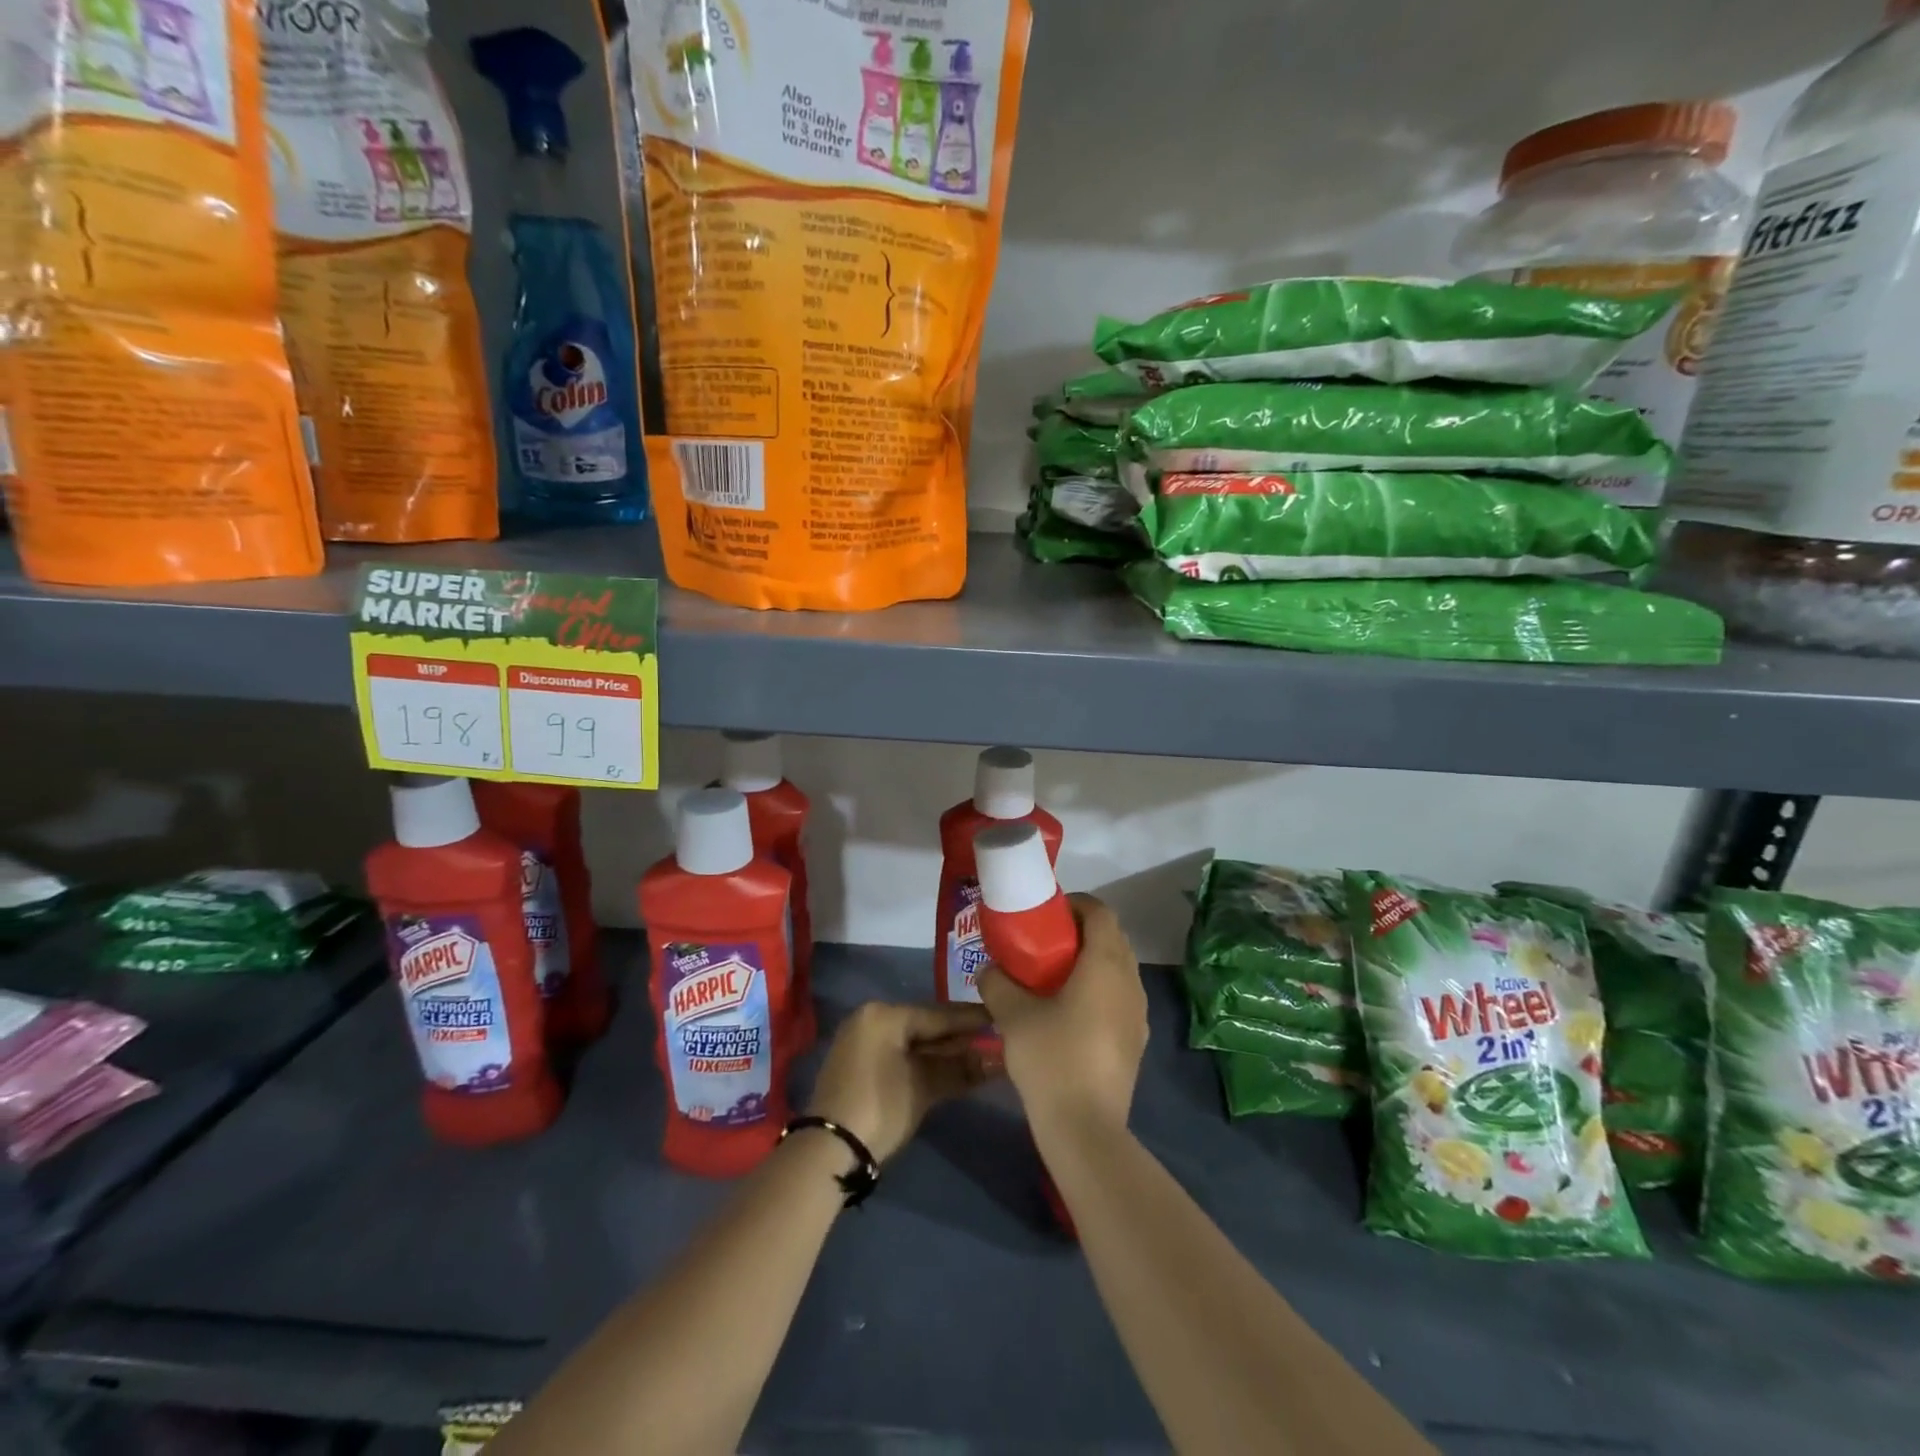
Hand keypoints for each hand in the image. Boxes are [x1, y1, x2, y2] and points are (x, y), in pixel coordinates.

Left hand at [806, 1002, 996, 1162]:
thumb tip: (998, 1060)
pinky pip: (899, 1053)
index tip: (1001, 1017)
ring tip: (980, 1055)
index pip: (938, 1014)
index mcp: (884, 1014)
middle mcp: (871, 1018)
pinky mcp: (858, 1063)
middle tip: (994, 1039)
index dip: (972, 1019)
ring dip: (943, 1052)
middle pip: (925, 1025)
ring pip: (912, 1041)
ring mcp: (862, 1040)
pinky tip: (949, 1069)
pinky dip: (923, 1061)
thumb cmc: (880, 1107)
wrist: (828, 1149)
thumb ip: (961, 1069)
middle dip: (959, 1037)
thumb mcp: (924, 1087)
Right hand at [977, 894, 1146, 1133]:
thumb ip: (998, 983)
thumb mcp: (1013, 1016)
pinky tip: (1070, 1011)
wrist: (1086, 1128)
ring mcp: (1138, 1012)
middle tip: (1046, 941)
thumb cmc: (1051, 1059)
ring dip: (1092, 961)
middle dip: (1081, 931)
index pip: (1100, 912)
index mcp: (1105, 964)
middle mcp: (1130, 981)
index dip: (1076, 904)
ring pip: (1118, 968)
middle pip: (1112, 937)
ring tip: (1055, 975)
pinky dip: (1099, 989)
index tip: (1047, 912)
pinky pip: (1120, 996)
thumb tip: (989, 969)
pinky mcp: (1137, 1040)